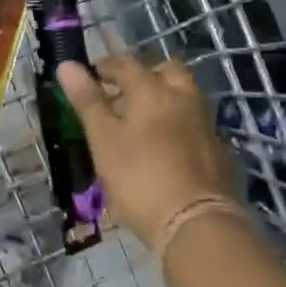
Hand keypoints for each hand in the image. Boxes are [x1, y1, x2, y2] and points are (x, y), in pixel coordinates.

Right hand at [58, 53, 238, 244]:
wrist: (196, 222)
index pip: (125, 64)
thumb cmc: (139, 177)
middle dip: (144, 75)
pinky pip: (194, 122)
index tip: (91, 75)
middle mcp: (184, 97)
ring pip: (183, 96)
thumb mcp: (103, 140)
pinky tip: (164, 146)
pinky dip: (177, 123)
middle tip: (122, 94)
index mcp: (152, 90)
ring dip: (163, 98)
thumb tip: (67, 65)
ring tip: (140, 122)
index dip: (105, 66)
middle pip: (166, 71)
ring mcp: (205, 123)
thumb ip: (88, 101)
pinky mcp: (218, 149)